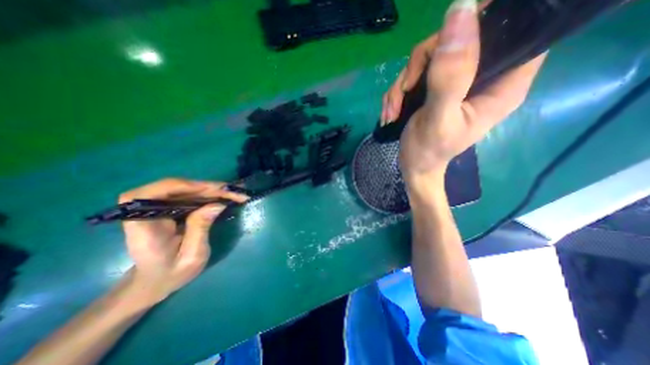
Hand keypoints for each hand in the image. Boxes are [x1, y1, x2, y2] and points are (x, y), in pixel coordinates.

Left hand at [119, 178, 247, 305]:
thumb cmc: (172, 272)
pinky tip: (224, 196)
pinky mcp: (168, 206)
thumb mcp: (191, 256)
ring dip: (212, 189)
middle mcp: (144, 210)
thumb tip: (218, 204)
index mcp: (142, 224)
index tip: (216, 190)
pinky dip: (209, 194)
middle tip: (236, 192)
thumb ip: (201, 228)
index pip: (155, 193)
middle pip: (177, 187)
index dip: (187, 186)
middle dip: (209, 188)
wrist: (156, 279)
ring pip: (186, 188)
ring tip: (235, 193)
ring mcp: (156, 206)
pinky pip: (189, 194)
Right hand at [382, 1, 544, 179]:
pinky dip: (398, 92)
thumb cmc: (428, 151)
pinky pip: (414, 74)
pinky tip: (392, 110)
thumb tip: (461, 9)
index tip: (445, 47)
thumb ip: (450, 74)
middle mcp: (484, 76)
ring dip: (403, 84)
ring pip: (428, 57)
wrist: (413, 166)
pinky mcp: (436, 87)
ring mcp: (457, 81)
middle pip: (457, 39)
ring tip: (393, 110)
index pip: (514, 29)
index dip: (483, 23)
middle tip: (405, 91)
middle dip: (420, 65)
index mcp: (503, 83)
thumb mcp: (438, 117)